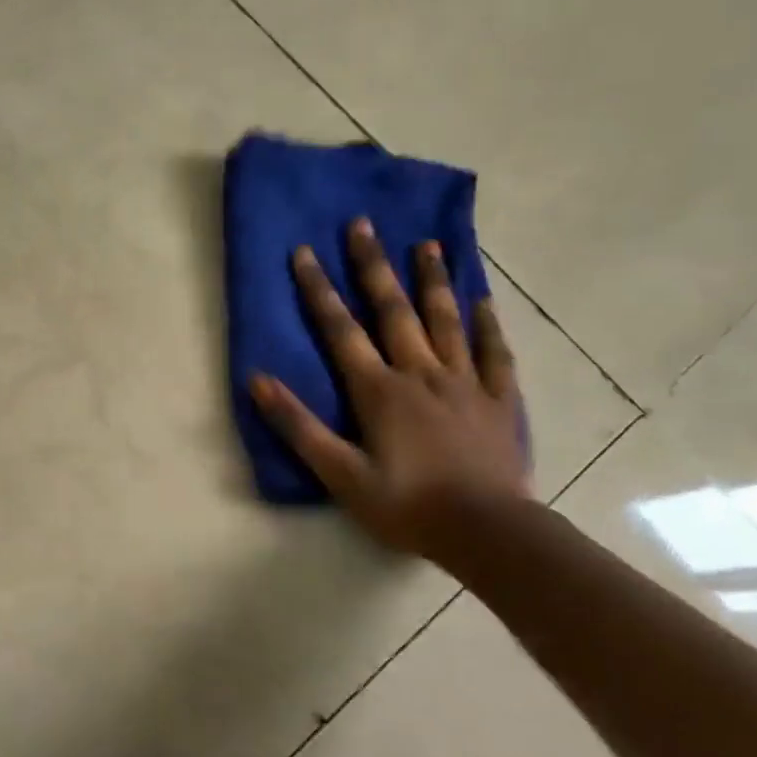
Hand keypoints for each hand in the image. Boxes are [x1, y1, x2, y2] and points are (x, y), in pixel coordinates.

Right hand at [249, 221, 528, 557]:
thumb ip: (298, 426)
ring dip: (432, 280)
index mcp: (379, 390)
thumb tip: (258, 380)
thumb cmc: (405, 504)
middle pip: (393, 310)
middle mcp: (420, 373)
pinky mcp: (497, 400)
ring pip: (445, 321)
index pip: (341, 330)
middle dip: (373, 266)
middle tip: (363, 224)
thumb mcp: (339, 474)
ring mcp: (464, 383)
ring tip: (428, 244)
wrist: (486, 531)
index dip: (318, 290)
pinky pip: (493, 353)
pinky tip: (481, 300)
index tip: (303, 251)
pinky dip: (486, 324)